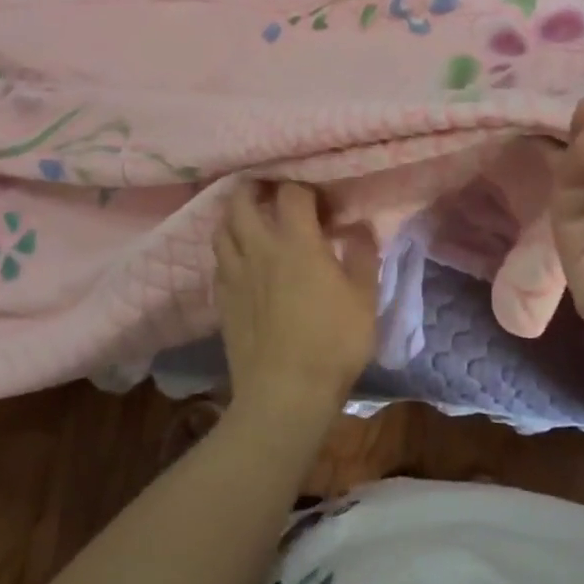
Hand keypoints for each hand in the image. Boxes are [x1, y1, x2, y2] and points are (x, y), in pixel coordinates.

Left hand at [215, 181, 378, 428]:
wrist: (284, 396)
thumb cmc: (332, 343)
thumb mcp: (365, 298)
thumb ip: (363, 255)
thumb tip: (360, 227)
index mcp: (296, 241)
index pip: (291, 192)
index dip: (305, 187)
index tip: (321, 201)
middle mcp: (259, 248)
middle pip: (242, 200)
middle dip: (255, 187)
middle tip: (272, 191)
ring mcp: (235, 274)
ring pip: (222, 228)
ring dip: (235, 216)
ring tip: (252, 220)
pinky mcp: (222, 300)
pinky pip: (219, 261)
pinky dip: (229, 250)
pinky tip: (243, 261)